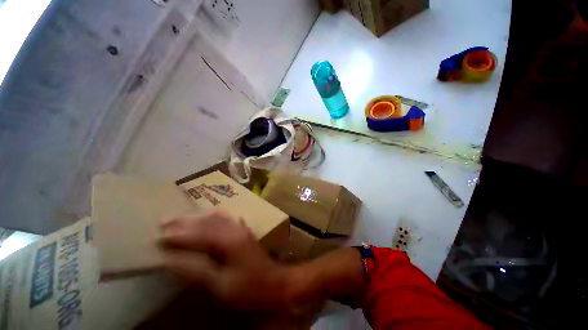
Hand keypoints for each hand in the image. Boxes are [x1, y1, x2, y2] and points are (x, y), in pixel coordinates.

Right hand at [159, 211, 292, 311]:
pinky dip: (212, 218)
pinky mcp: (243, 231)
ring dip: (197, 218)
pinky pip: (225, 219)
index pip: (198, 235)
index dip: (177, 236)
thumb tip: (172, 261)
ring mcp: (241, 228)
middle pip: (206, 222)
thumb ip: (197, 271)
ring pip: (215, 218)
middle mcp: (234, 229)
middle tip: (164, 222)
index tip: (158, 237)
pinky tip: (207, 217)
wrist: (275, 282)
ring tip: (179, 219)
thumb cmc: (249, 288)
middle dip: (184, 222)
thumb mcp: (221, 285)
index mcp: (228, 241)